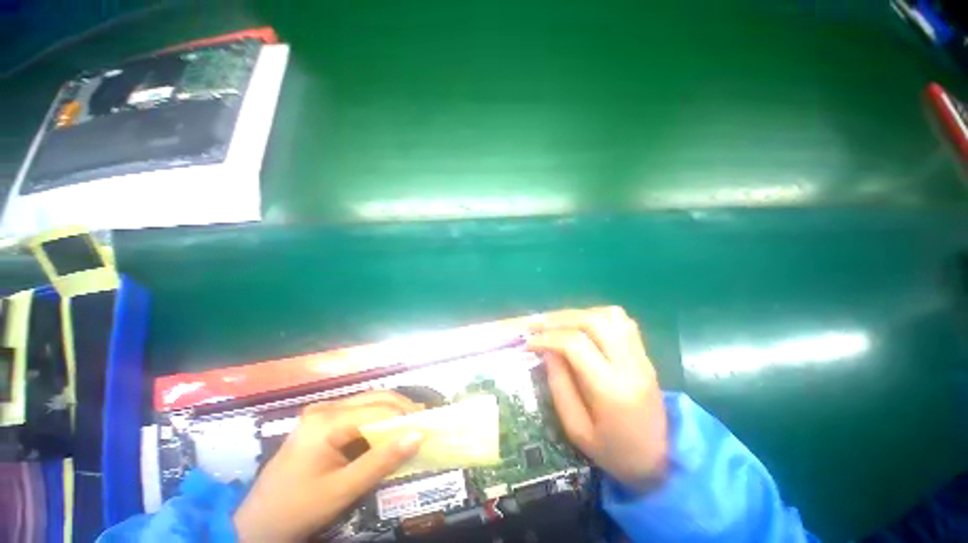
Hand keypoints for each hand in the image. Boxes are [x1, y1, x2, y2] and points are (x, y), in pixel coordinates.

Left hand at [234, 391, 424, 541]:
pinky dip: (378, 418)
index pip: (377, 410)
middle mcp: (325, 408)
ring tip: (412, 423)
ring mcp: (321, 412)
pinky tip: (388, 429)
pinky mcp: (321, 421)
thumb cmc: (298, 508)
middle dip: (402, 408)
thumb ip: (381, 461)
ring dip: (392, 411)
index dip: (405, 417)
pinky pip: (358, 411)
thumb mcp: (342, 490)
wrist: (257, 524)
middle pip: (374, 398)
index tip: (428, 426)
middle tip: (424, 421)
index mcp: (326, 421)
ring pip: (368, 402)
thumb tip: (418, 435)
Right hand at [527, 306, 667, 492]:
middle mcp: (630, 365)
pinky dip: (597, 315)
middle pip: (593, 321)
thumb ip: (559, 386)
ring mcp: (641, 356)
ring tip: (558, 324)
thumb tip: (548, 351)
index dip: (547, 338)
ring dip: (579, 314)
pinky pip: (622, 320)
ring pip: (609, 315)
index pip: (575, 345)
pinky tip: (583, 326)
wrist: (661, 460)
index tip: (529, 343)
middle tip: (538, 325)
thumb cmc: (614, 451)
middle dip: (559, 319)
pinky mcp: (645, 354)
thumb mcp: (576, 429)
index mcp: (611, 389)